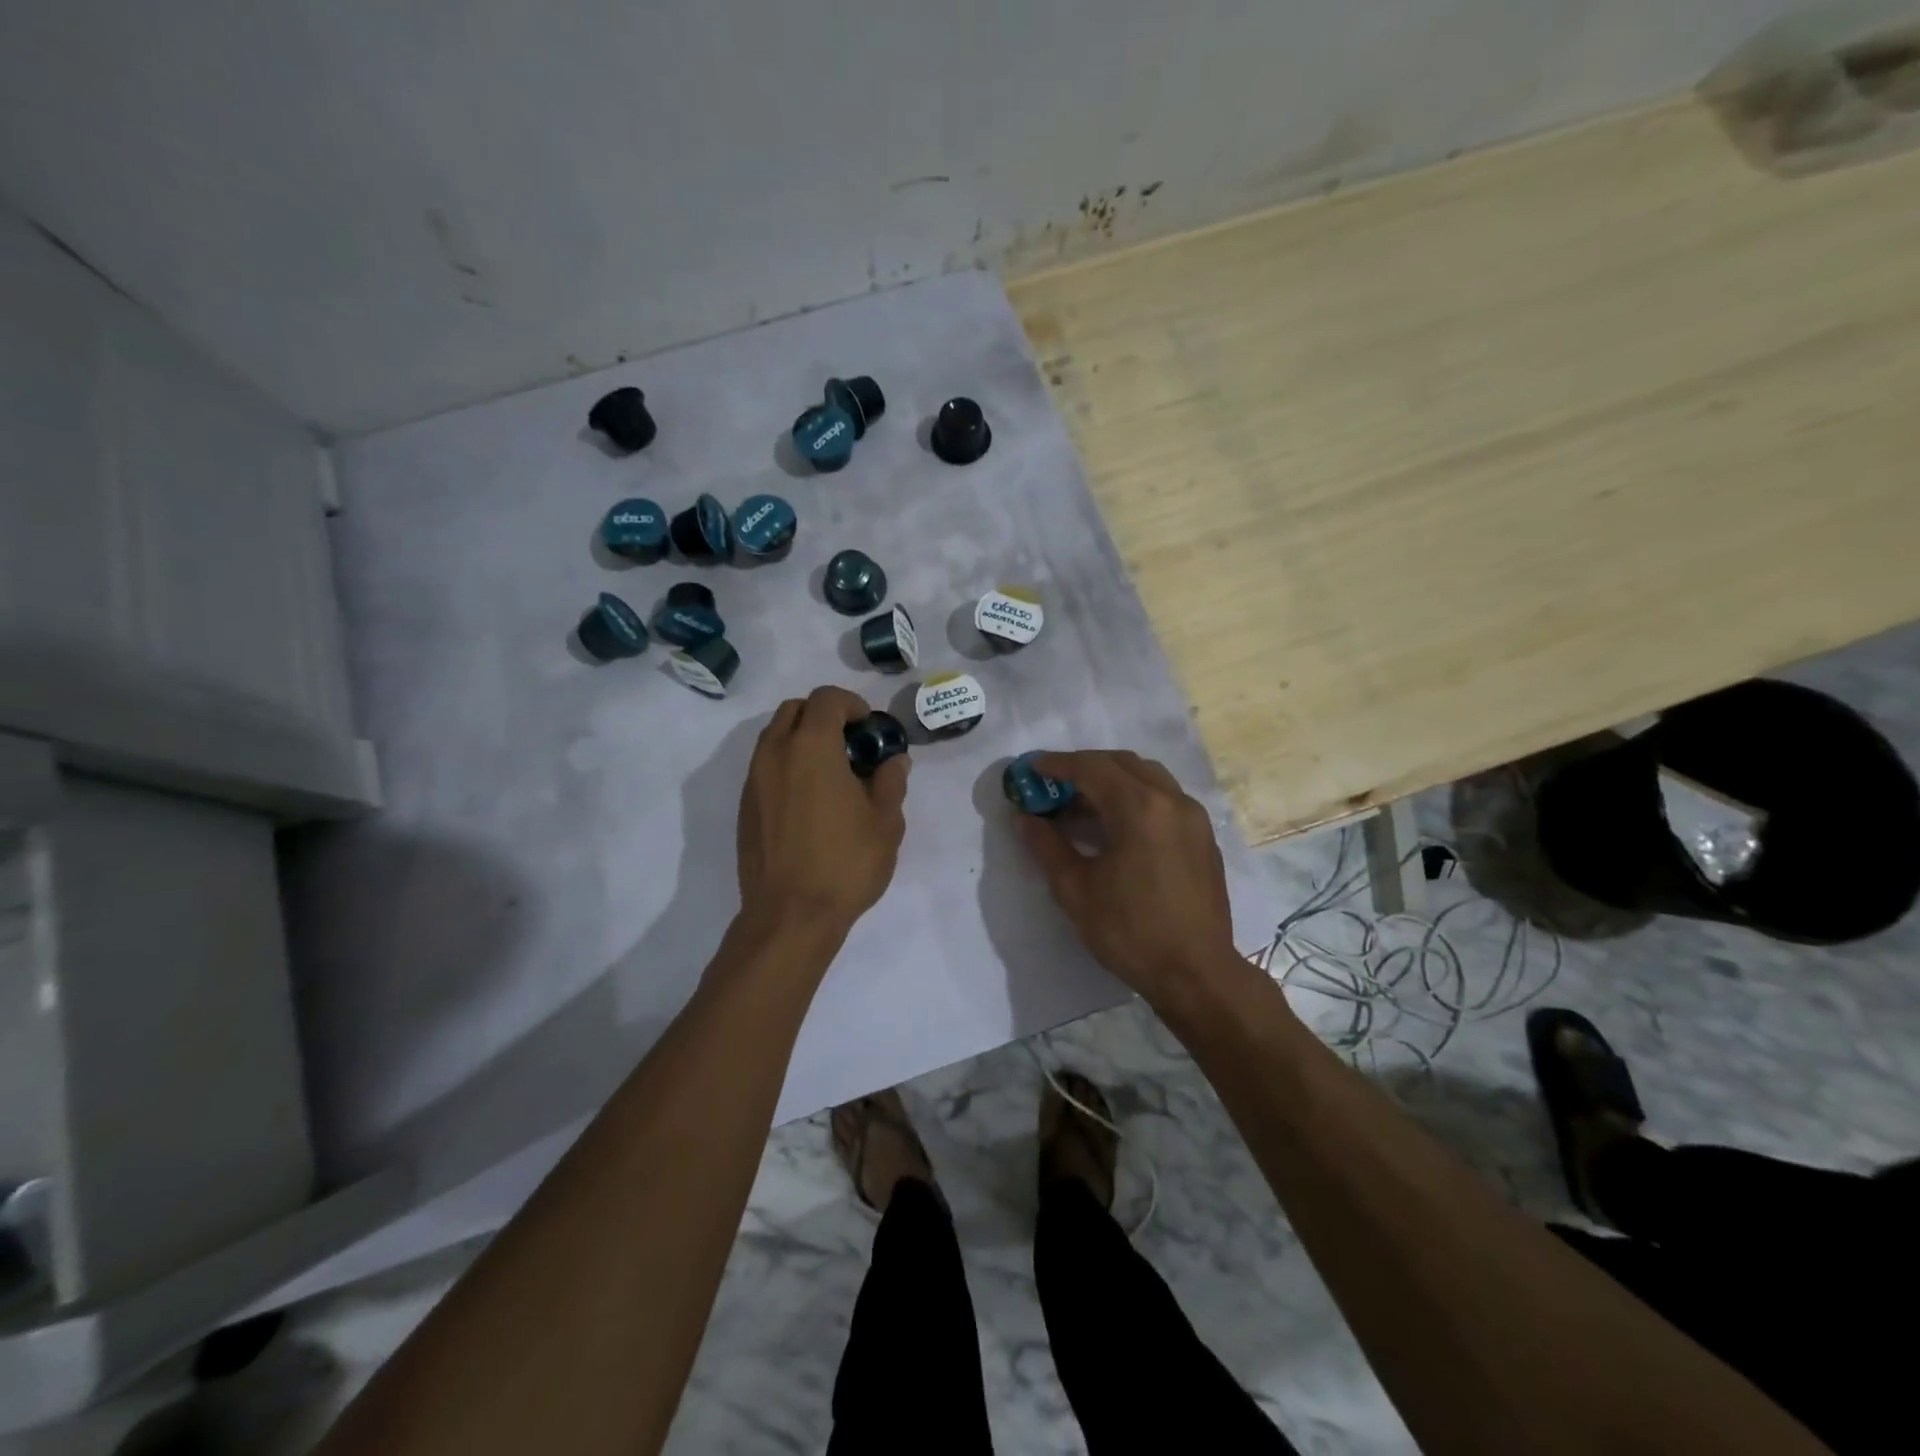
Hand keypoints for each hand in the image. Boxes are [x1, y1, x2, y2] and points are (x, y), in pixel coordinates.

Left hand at [736, 686, 909, 939]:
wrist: (790, 915)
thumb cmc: (845, 863)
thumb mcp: (885, 822)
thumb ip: (891, 781)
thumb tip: (894, 760)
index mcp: (812, 747)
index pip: (826, 699)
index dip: (852, 704)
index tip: (870, 728)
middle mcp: (776, 753)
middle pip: (794, 709)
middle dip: (824, 715)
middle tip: (851, 744)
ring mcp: (754, 779)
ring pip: (774, 736)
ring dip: (802, 739)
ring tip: (830, 772)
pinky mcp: (745, 806)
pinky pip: (764, 766)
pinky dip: (786, 764)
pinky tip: (809, 799)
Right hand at [1015, 751, 1238, 1004]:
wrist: (1197, 974)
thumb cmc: (1130, 931)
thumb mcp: (1075, 890)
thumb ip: (1046, 846)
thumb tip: (1024, 819)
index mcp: (1139, 808)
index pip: (1091, 768)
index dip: (1056, 764)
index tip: (1030, 768)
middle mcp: (1171, 800)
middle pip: (1121, 763)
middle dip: (1084, 767)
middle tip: (1053, 786)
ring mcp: (1193, 817)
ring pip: (1147, 777)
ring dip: (1111, 780)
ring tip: (1082, 805)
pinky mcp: (1203, 836)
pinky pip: (1164, 798)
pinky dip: (1135, 797)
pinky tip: (1116, 826)